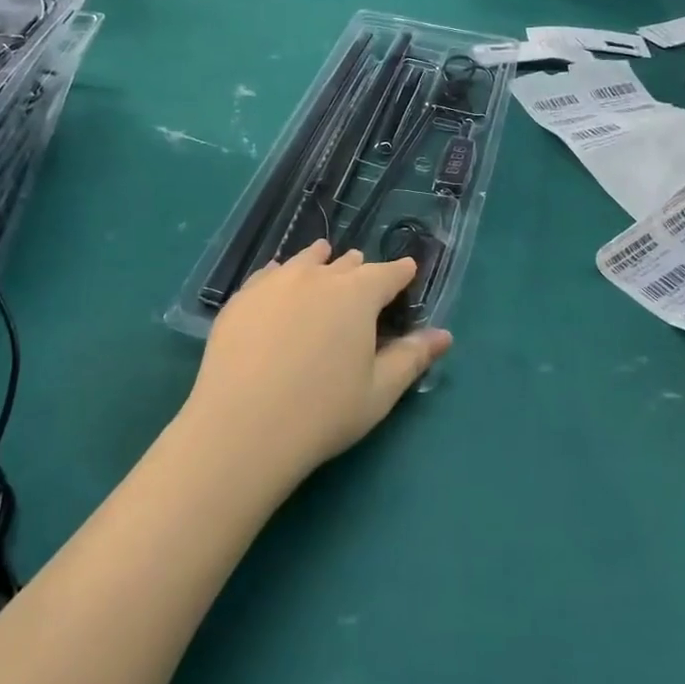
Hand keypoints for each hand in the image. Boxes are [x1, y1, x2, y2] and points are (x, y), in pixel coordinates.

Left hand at [182, 240, 452, 483]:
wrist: (243, 426)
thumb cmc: (323, 412)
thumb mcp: (379, 391)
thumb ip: (412, 357)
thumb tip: (444, 335)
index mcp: (357, 295)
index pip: (387, 274)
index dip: (400, 273)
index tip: (407, 271)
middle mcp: (317, 277)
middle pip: (345, 264)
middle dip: (359, 270)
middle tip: (365, 276)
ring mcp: (274, 284)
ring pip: (304, 261)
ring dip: (320, 261)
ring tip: (324, 257)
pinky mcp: (240, 299)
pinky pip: (268, 275)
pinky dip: (281, 273)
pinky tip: (277, 278)